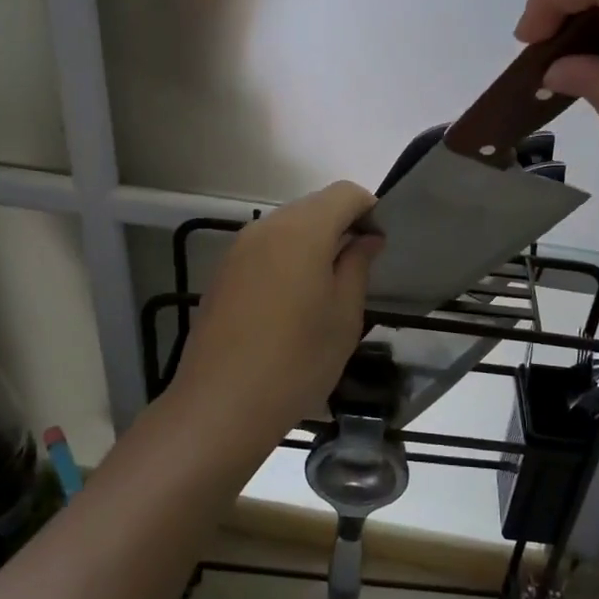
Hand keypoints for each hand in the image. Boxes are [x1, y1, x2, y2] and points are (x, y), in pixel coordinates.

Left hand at [168, 182, 381, 460]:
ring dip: (312, 242)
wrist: (221, 404)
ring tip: (324, 289)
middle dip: (340, 225)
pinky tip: (290, 302)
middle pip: (314, 206)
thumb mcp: (344, 316)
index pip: (345, 193)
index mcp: (302, 230)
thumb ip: (357, 266)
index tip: (378, 246)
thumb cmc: (297, 361)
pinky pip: (265, 248)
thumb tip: (366, 239)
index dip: (369, 210)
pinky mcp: (223, 271)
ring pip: (287, 226)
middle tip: (357, 269)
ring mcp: (239, 248)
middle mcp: (267, 226)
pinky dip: (286, 258)